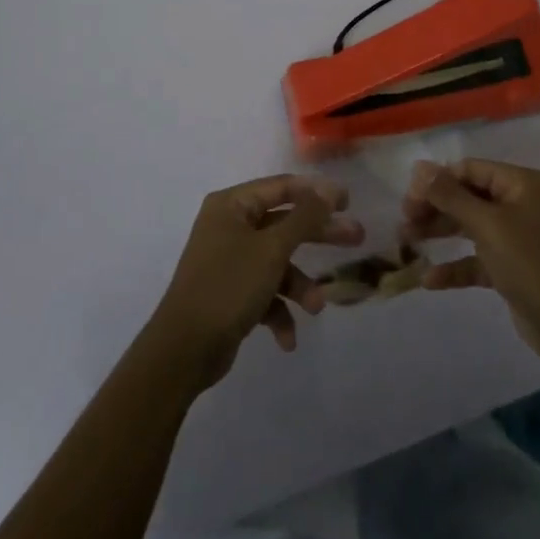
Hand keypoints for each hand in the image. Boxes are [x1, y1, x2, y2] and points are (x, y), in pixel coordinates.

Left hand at [145, 174, 364, 391]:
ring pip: (277, 262)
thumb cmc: (228, 286)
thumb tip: (327, 188)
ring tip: (316, 307)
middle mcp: (229, 226)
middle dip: (319, 235)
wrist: (183, 351)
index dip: (316, 192)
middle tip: (356, 238)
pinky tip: (287, 338)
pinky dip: (278, 311)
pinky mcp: (230, 293)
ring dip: (299, 285)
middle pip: (284, 223)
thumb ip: (304, 217)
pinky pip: (264, 292)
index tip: (348, 201)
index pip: (282, 187)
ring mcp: (229, 260)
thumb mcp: (271, 249)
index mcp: (232, 205)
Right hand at [401, 157, 539, 368]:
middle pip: (468, 197)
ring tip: (406, 243)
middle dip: (435, 207)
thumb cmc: (532, 263)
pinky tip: (429, 280)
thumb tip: (419, 167)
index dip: (438, 180)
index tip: (408, 199)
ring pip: (470, 227)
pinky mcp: (512, 269)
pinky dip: (455, 267)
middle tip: (404, 222)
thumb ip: (451, 196)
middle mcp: (520, 205)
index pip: (471, 170)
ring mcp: (517, 238)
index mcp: (521, 184)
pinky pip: (477, 260)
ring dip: (440, 234)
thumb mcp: (488, 225)